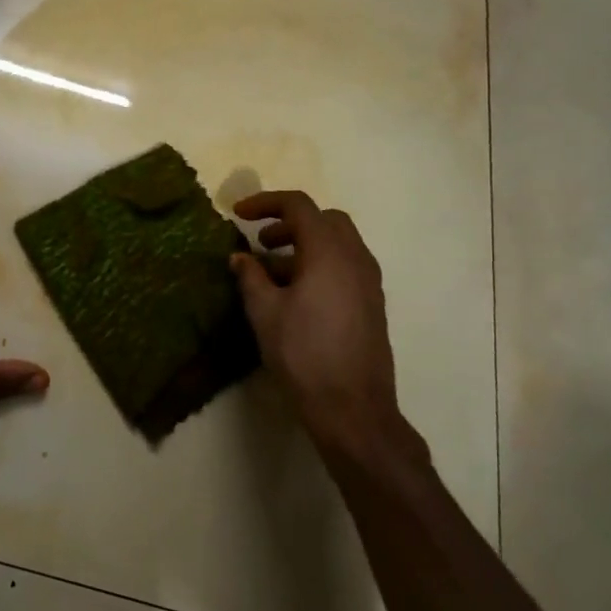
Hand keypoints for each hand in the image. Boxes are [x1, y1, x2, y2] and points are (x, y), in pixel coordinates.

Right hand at [232, 191, 427, 466]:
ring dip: (305, 244)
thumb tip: (240, 257)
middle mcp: (355, 258)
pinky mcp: (373, 303)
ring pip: (338, 243)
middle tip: (262, 242)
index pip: (299, 206)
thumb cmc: (303, 355)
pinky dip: (320, 264)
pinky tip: (297, 294)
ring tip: (273, 271)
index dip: (266, 203)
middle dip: (290, 222)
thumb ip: (250, 277)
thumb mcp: (265, 313)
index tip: (238, 214)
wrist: (353, 408)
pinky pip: (346, 266)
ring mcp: (369, 281)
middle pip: (325, 219)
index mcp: (329, 252)